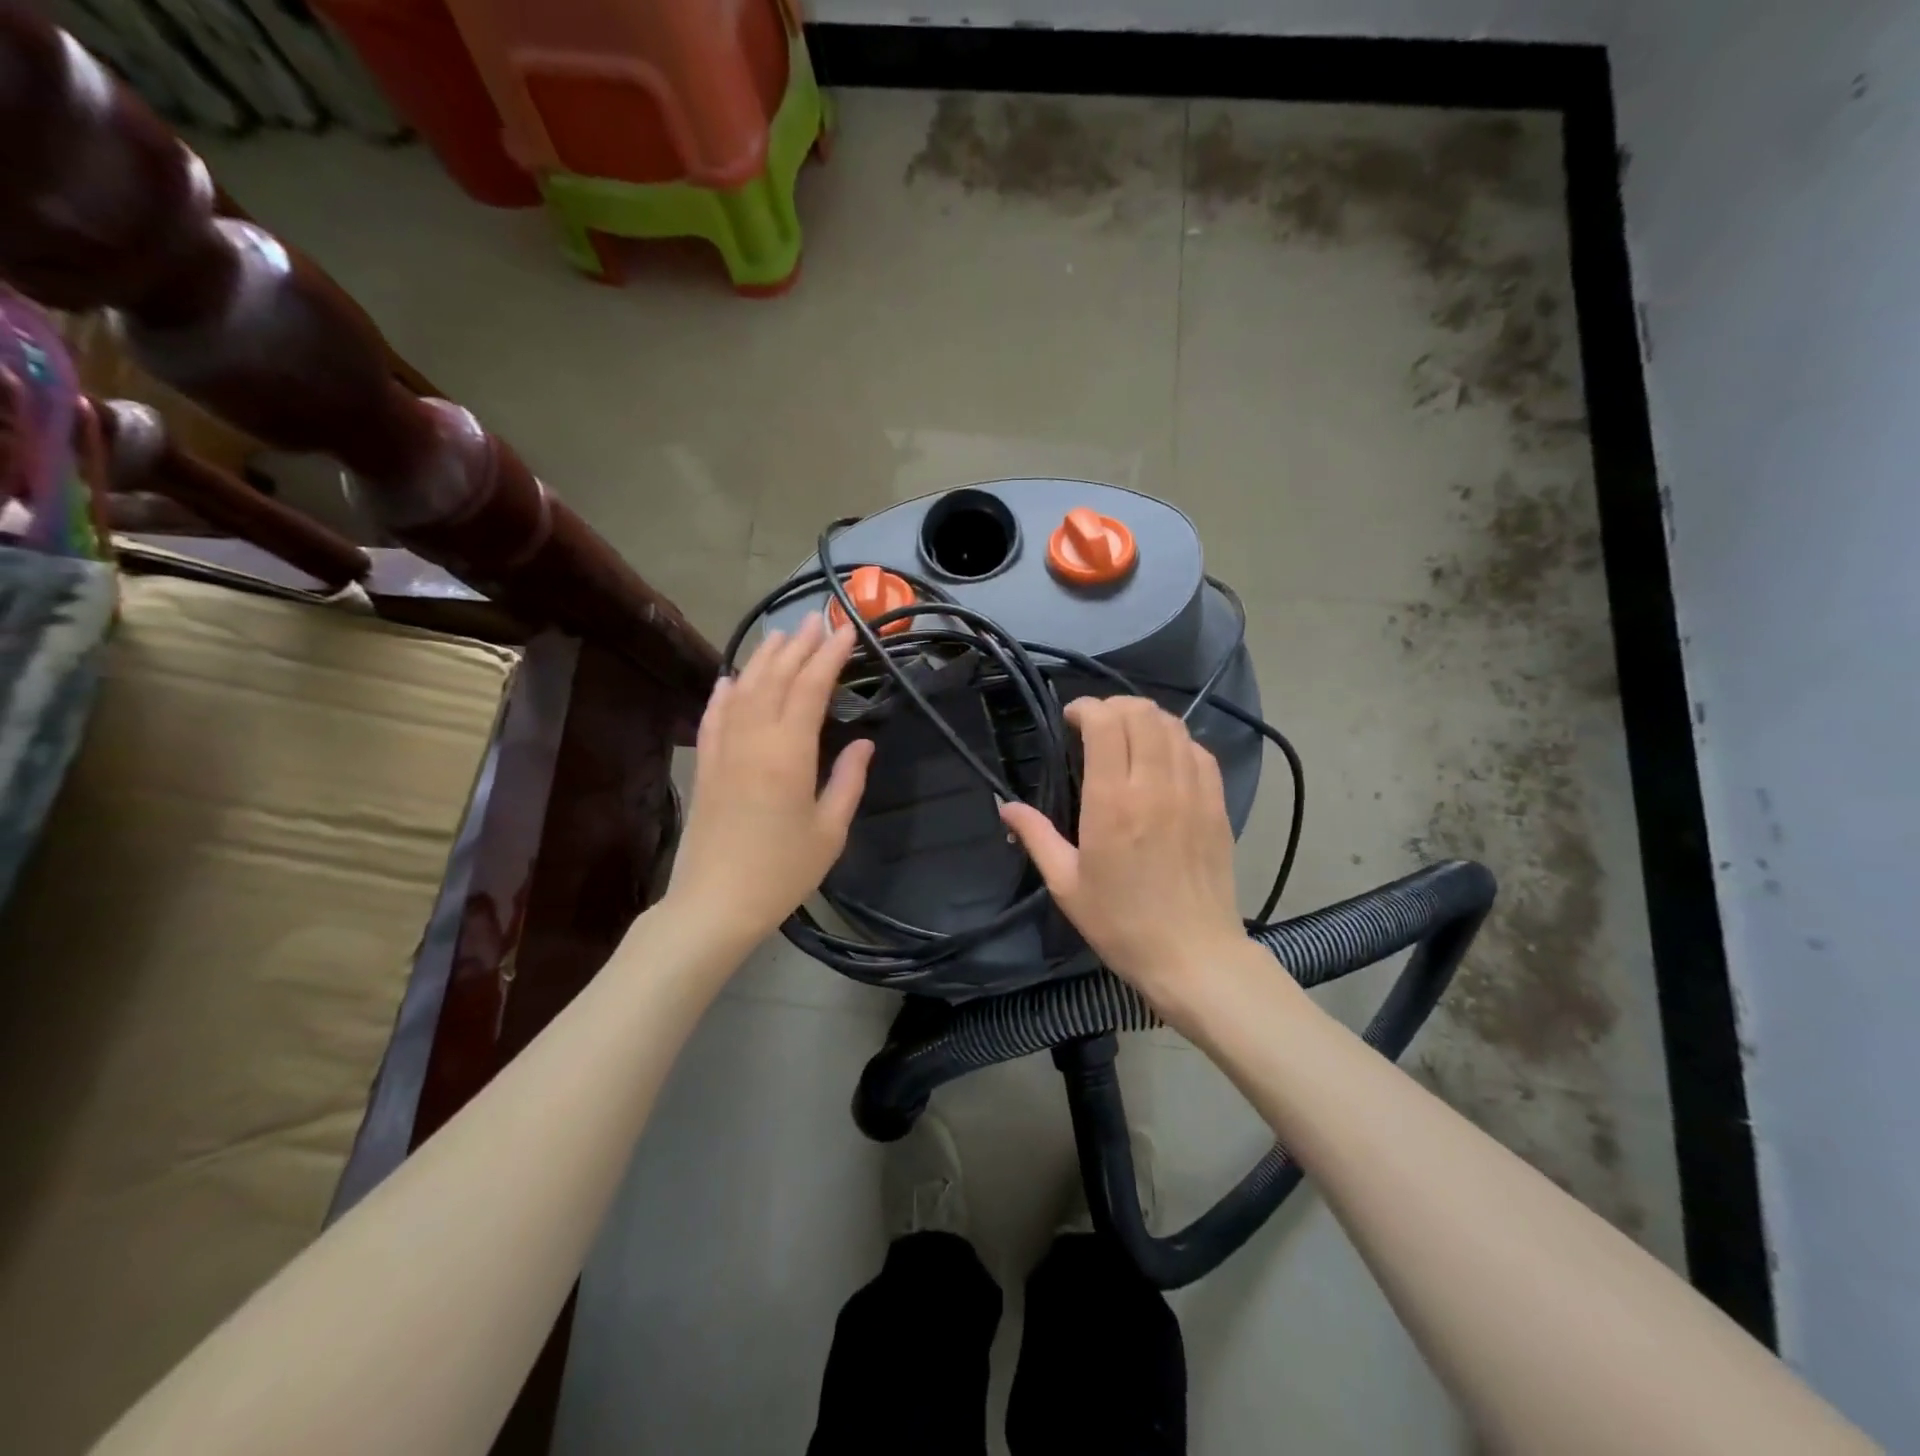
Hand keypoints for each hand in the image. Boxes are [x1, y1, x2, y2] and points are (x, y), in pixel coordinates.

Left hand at [666, 615, 873, 953]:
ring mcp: (724, 751)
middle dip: (799, 646)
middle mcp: (753, 740)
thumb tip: (863, 742)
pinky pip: (714, 718)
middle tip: (817, 621)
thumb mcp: (830, 831)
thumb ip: (848, 780)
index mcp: (788, 753)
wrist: (715, 903)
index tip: (846, 630)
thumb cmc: (781, 871)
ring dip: (763, 660)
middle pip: (775, 679)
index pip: (810, 688)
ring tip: (781, 636)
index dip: (830, 656)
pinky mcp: (706, 766)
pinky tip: (730, 678)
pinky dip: (724, 693)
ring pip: (743, 691)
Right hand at [1000, 697, 1250, 1019]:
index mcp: (1112, 802)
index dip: (1086, 708)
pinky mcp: (1217, 804)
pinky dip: (1177, 741)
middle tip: (1096, 726)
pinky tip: (1163, 759)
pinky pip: (1199, 750)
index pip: (1105, 723)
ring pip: (1173, 725)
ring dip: (1145, 719)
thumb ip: (1036, 836)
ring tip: (1128, 736)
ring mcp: (1192, 792)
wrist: (1193, 956)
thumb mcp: (1066, 884)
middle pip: (1141, 713)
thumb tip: (1004, 805)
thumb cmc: (1121, 923)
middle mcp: (1155, 785)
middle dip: (1114, 707)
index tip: (1071, 721)